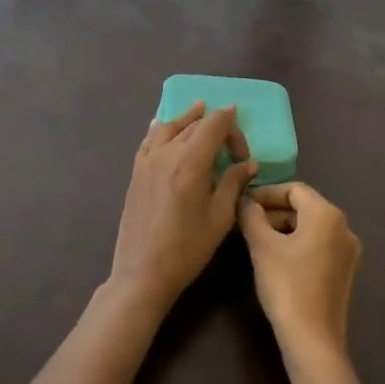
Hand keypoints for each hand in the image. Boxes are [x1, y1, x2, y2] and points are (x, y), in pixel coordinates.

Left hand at [109, 101, 255, 311]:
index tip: (244, 154)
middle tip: (230, 148)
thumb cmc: (187, 248)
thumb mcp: (220, 217)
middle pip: (194, 124)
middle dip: (215, 127)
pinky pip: (149, 139)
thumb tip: (248, 163)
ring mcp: (147, 161)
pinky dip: (161, 127)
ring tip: (199, 110)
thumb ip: (234, 183)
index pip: (214, 124)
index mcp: (191, 161)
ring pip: (169, 126)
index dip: (233, 128)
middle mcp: (167, 153)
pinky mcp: (136, 172)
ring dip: (188, 118)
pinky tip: (163, 124)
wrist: (143, 273)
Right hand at [238, 182, 360, 360]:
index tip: (244, 204)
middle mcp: (344, 227)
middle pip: (305, 207)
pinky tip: (277, 259)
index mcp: (327, 214)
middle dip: (274, 211)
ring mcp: (348, 251)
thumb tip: (246, 201)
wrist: (312, 339)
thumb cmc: (286, 285)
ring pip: (312, 227)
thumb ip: (251, 216)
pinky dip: (298, 244)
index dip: (266, 193)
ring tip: (258, 240)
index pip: (294, 189)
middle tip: (247, 223)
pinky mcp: (345, 271)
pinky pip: (319, 245)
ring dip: (284, 227)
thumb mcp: (262, 246)